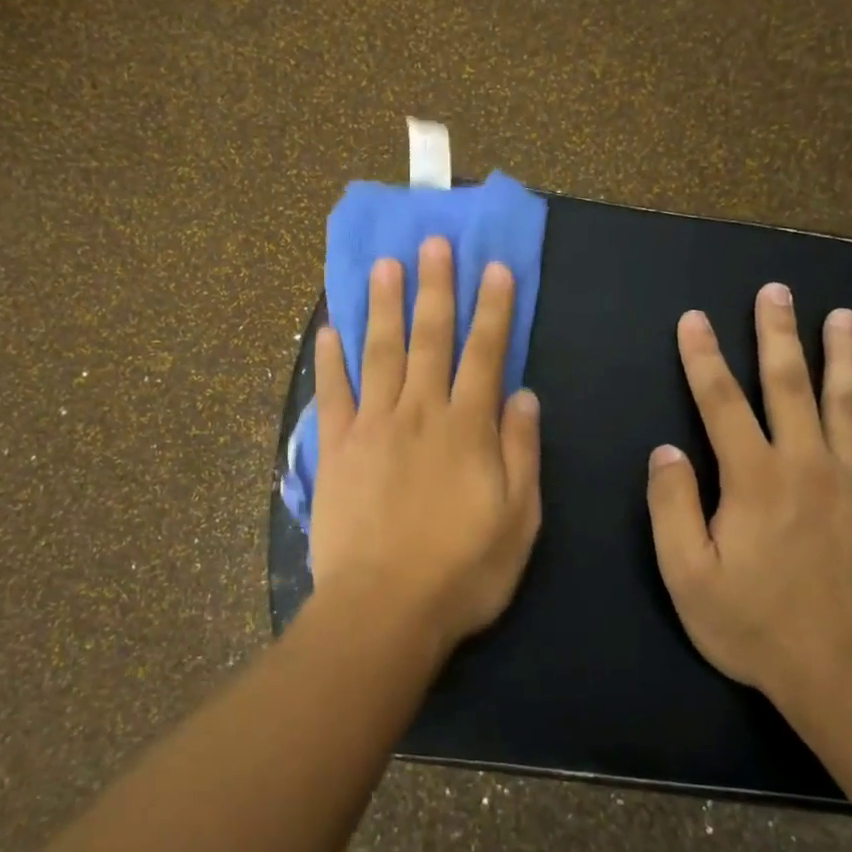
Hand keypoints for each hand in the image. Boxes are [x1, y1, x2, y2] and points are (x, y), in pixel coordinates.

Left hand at [309, 237, 542, 652]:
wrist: (383, 608)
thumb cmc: (461, 571)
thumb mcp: (519, 520)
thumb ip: (521, 452)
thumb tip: (523, 395)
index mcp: (467, 428)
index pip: (485, 354)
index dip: (493, 310)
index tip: (494, 268)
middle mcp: (419, 413)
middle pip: (429, 339)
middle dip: (435, 288)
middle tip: (433, 242)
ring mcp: (371, 427)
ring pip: (379, 352)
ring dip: (382, 306)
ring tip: (384, 265)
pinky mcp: (334, 449)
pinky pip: (331, 394)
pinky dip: (330, 360)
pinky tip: (328, 330)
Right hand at [645, 283, 851, 715]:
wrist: (845, 679)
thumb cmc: (754, 626)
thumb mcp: (686, 574)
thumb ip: (672, 506)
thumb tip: (667, 450)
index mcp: (753, 478)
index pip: (721, 402)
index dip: (703, 357)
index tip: (694, 318)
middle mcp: (807, 465)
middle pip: (789, 386)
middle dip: (778, 335)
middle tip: (776, 291)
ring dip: (847, 357)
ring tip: (845, 317)